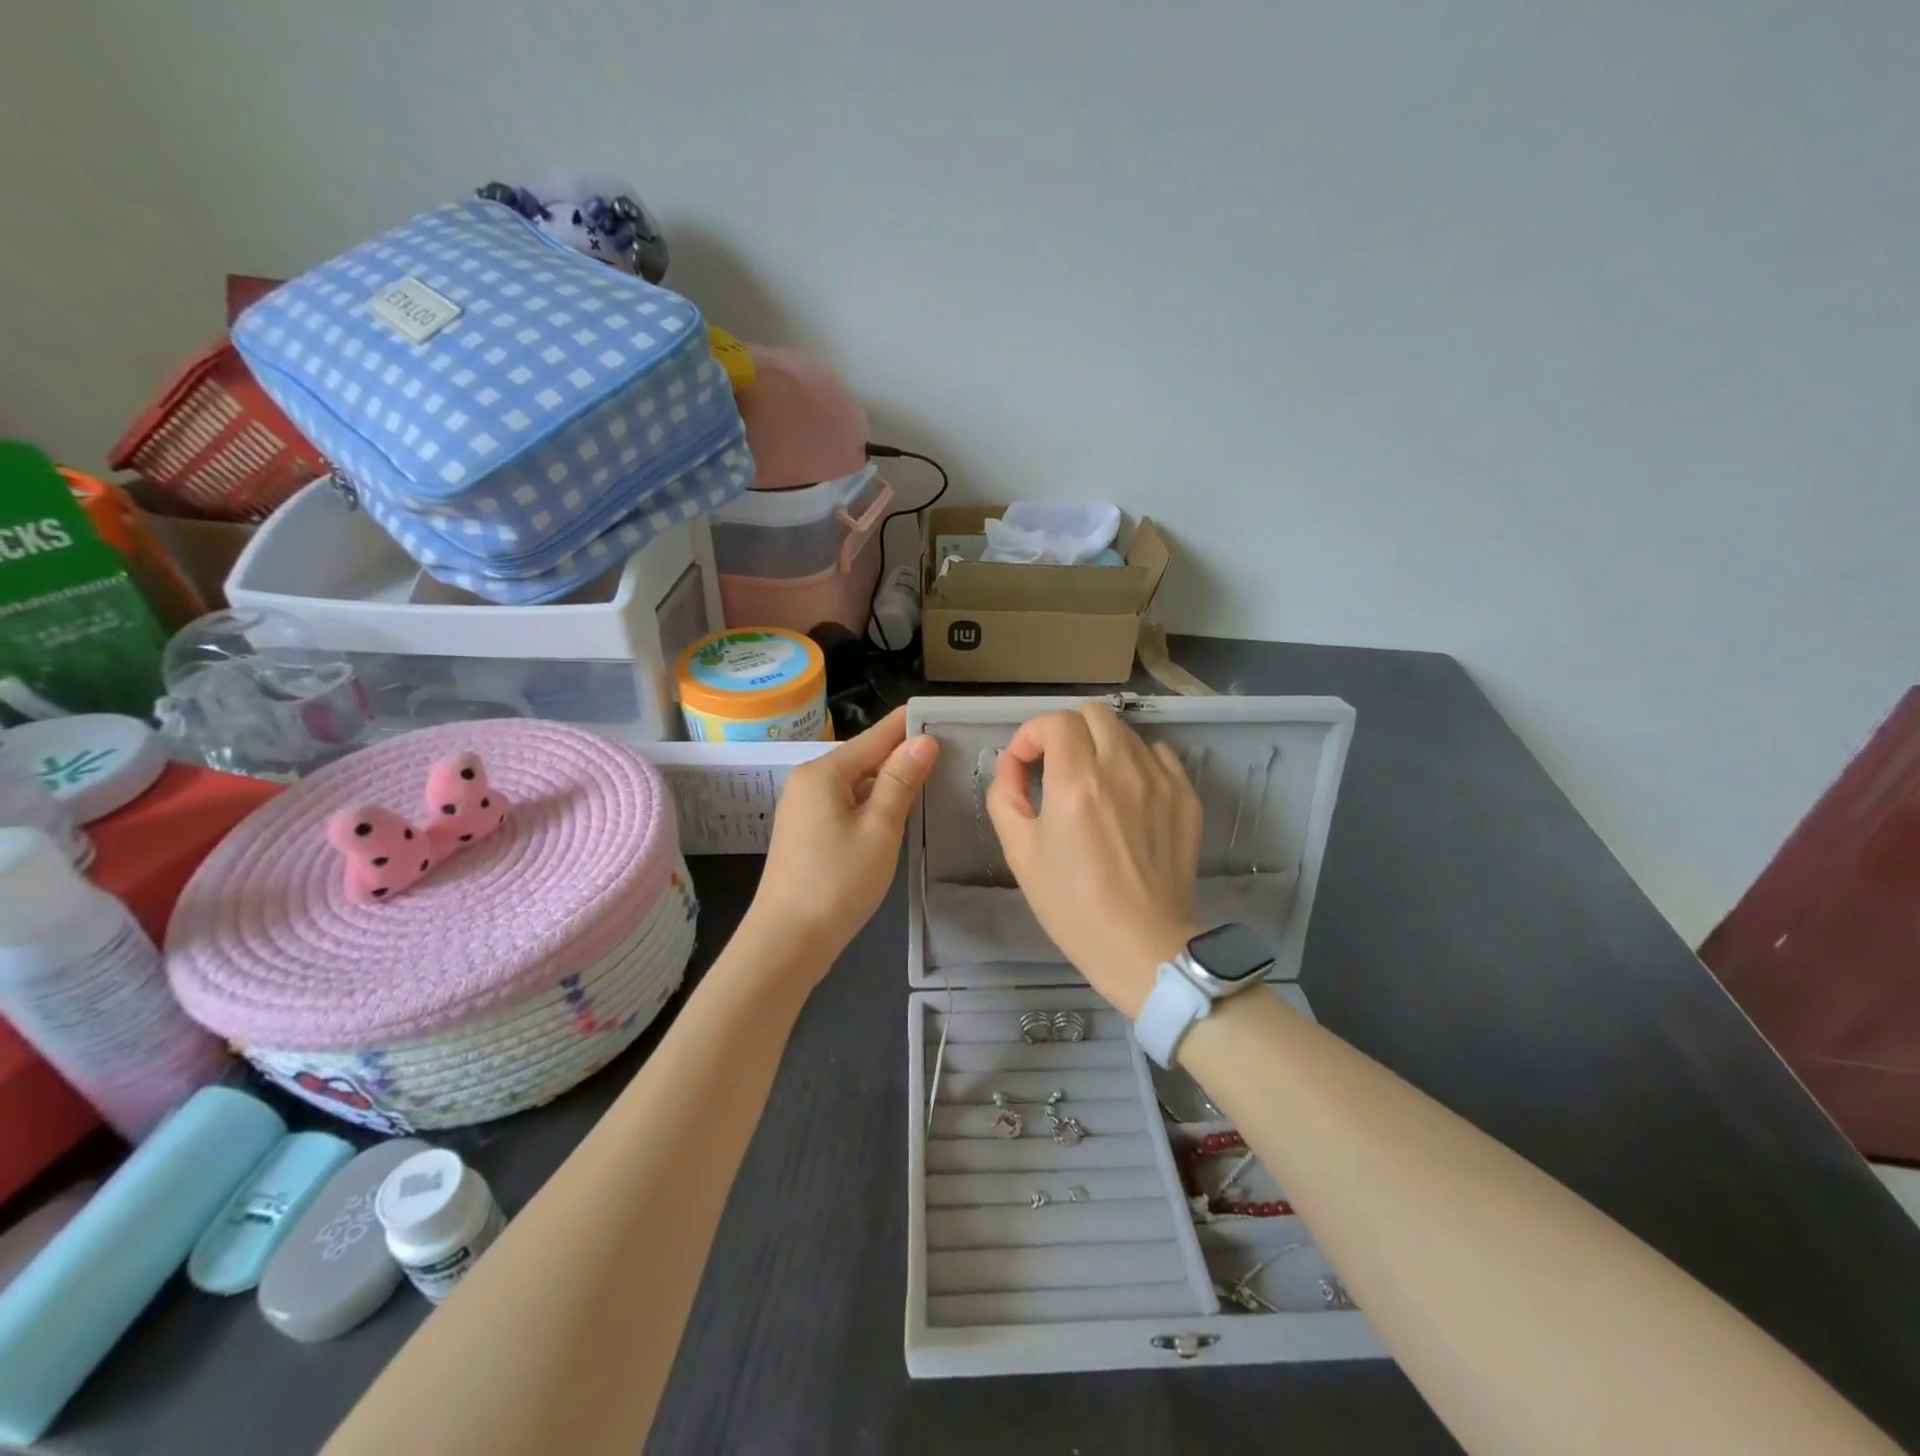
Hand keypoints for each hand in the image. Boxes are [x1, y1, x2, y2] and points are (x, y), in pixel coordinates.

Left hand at [747, 707, 939, 971]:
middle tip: (947, 753)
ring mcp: (803, 809)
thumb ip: (901, 781)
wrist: (787, 942)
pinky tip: (895, 814)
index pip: (876, 736)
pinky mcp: (805, 833)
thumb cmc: (837, 882)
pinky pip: (844, 804)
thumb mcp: (879, 829)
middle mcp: (808, 782)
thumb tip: (923, 740)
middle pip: (863, 758)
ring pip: (855, 783)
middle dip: (901, 755)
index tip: (941, 715)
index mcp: (824, 772)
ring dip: (888, 782)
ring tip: (930, 779)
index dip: (909, 726)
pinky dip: (871, 804)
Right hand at [987, 703, 1201, 1017]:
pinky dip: (1136, 760)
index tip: (1024, 763)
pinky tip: (1127, 792)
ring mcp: (1160, 780)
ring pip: (1126, 731)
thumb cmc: (1073, 905)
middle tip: (1055, 765)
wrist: (1143, 946)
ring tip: (1092, 781)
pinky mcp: (1186, 796)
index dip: (1031, 735)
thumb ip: (1005, 796)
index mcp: (1076, 782)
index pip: (1054, 722)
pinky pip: (1159, 754)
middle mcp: (1121, 769)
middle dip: (1066, 731)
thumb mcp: (1019, 853)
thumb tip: (1010, 764)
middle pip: (1093, 713)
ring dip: (1100, 745)